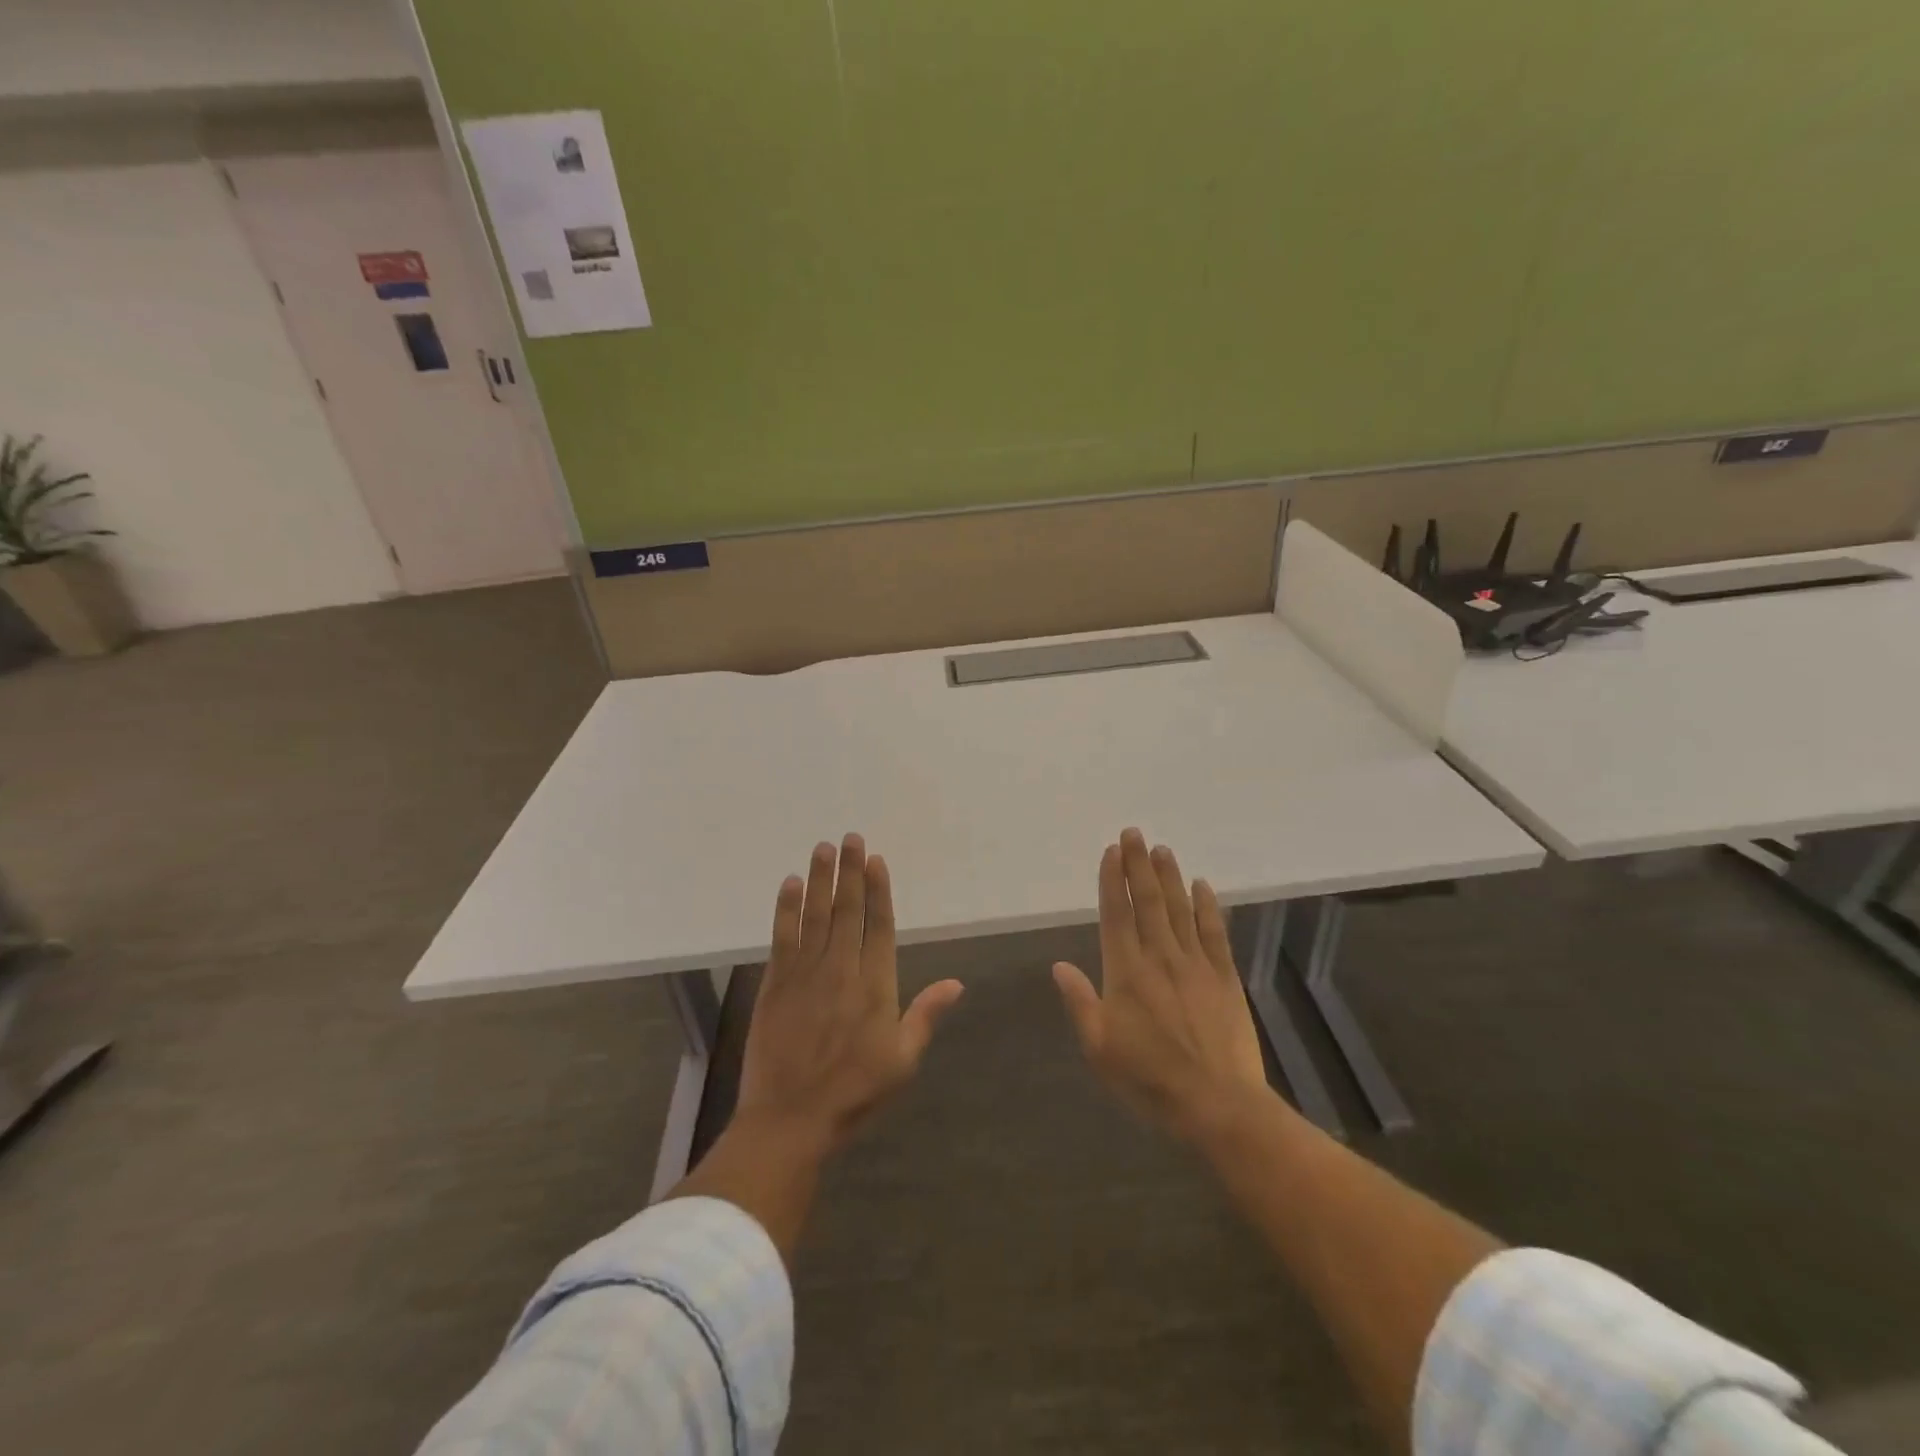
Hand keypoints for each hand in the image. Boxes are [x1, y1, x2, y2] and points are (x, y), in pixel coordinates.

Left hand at [737, 834, 963, 1154]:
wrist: (790, 1120)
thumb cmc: (854, 1093)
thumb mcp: (903, 1061)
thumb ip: (926, 1015)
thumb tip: (957, 983)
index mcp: (875, 986)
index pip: (878, 926)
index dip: (878, 890)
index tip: (876, 860)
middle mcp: (841, 970)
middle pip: (847, 910)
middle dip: (850, 872)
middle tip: (851, 838)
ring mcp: (805, 975)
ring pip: (815, 915)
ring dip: (820, 879)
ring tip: (823, 848)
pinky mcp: (775, 984)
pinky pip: (782, 937)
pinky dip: (786, 909)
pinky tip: (790, 884)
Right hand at [1053, 829, 1270, 1140]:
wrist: (1217, 1104)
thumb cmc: (1149, 1078)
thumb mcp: (1100, 1047)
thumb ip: (1080, 1002)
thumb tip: (1059, 965)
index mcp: (1126, 972)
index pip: (1117, 914)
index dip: (1113, 880)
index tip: (1112, 851)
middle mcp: (1160, 957)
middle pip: (1148, 901)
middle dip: (1139, 864)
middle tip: (1135, 832)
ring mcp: (1196, 964)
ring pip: (1179, 909)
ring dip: (1170, 876)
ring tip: (1162, 849)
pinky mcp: (1224, 977)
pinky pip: (1214, 932)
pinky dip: (1207, 906)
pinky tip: (1202, 885)